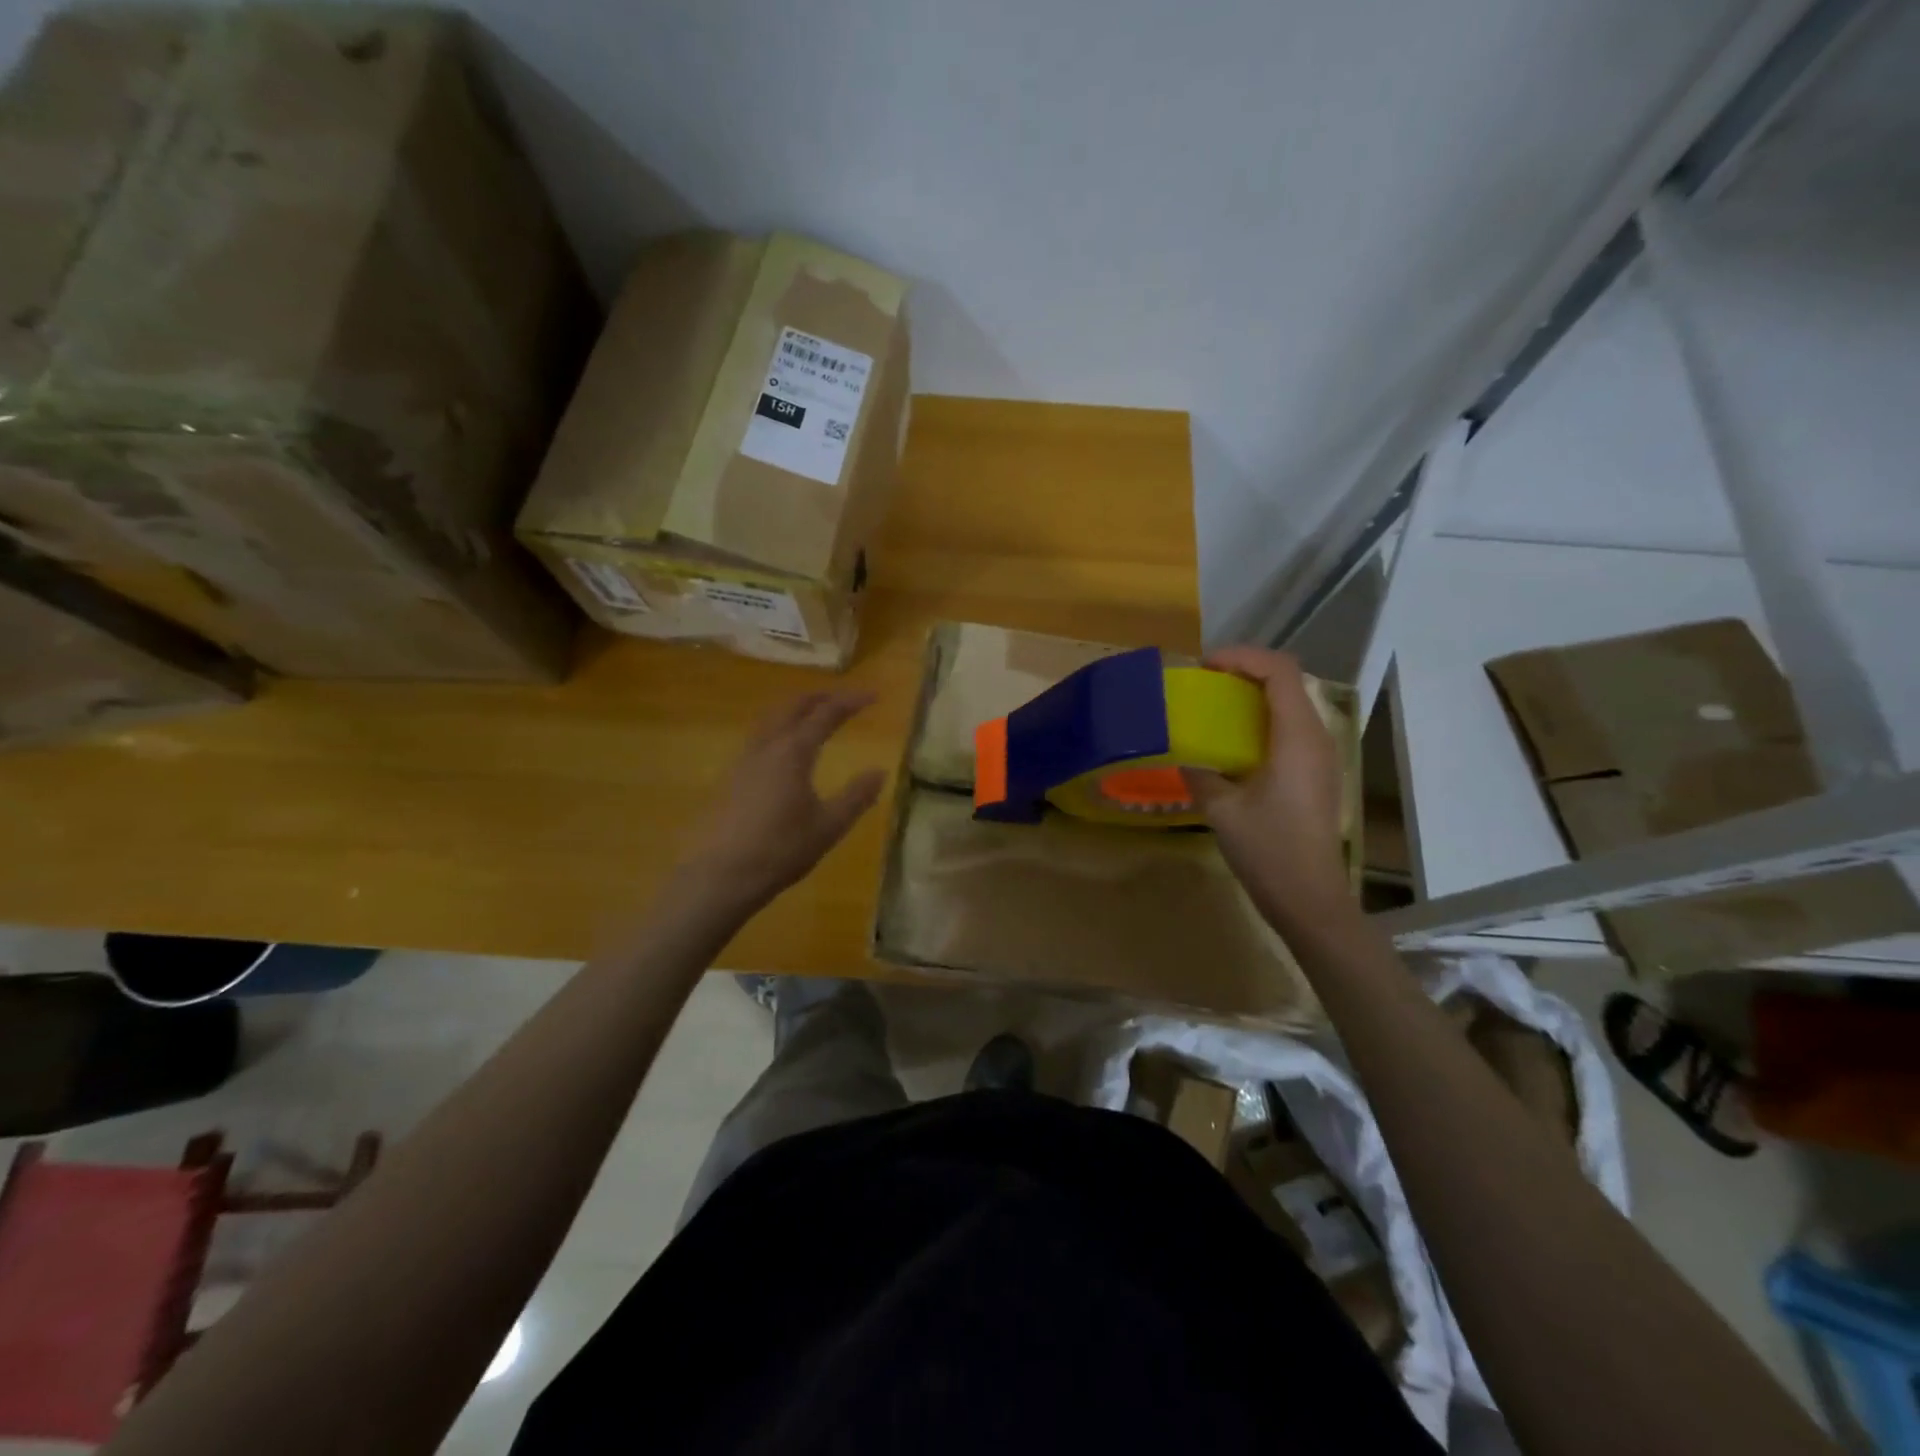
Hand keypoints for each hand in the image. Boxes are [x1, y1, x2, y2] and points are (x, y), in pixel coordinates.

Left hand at [681, 691, 886, 910]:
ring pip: (770, 721)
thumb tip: (879, 771)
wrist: (721, 876)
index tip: (874, 695)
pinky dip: (778, 730)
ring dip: (794, 711)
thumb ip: (856, 796)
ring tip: (812, 718)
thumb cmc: (781, 850)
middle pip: (791, 707)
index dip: (851, 701)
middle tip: (841, 698)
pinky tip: (783, 753)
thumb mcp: (829, 826)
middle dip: (819, 697)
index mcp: (793, 752)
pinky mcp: (730, 780)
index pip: (826, 714)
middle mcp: (766, 748)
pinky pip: (758, 740)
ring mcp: (743, 762)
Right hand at [1185, 647, 1351, 928]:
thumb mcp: (1220, 809)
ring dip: (1255, 693)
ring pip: (1292, 702)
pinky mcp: (1317, 773)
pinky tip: (1235, 740)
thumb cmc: (1267, 850)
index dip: (1242, 657)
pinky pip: (1292, 726)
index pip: (1279, 671)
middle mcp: (1316, 738)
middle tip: (1205, 681)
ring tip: (1216, 704)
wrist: (1309, 898)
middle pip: (1287, 681)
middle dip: (1246, 670)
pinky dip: (1263, 717)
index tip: (1204, 666)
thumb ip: (1199, 772)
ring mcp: (1321, 756)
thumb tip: (1182, 752)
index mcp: (1296, 738)